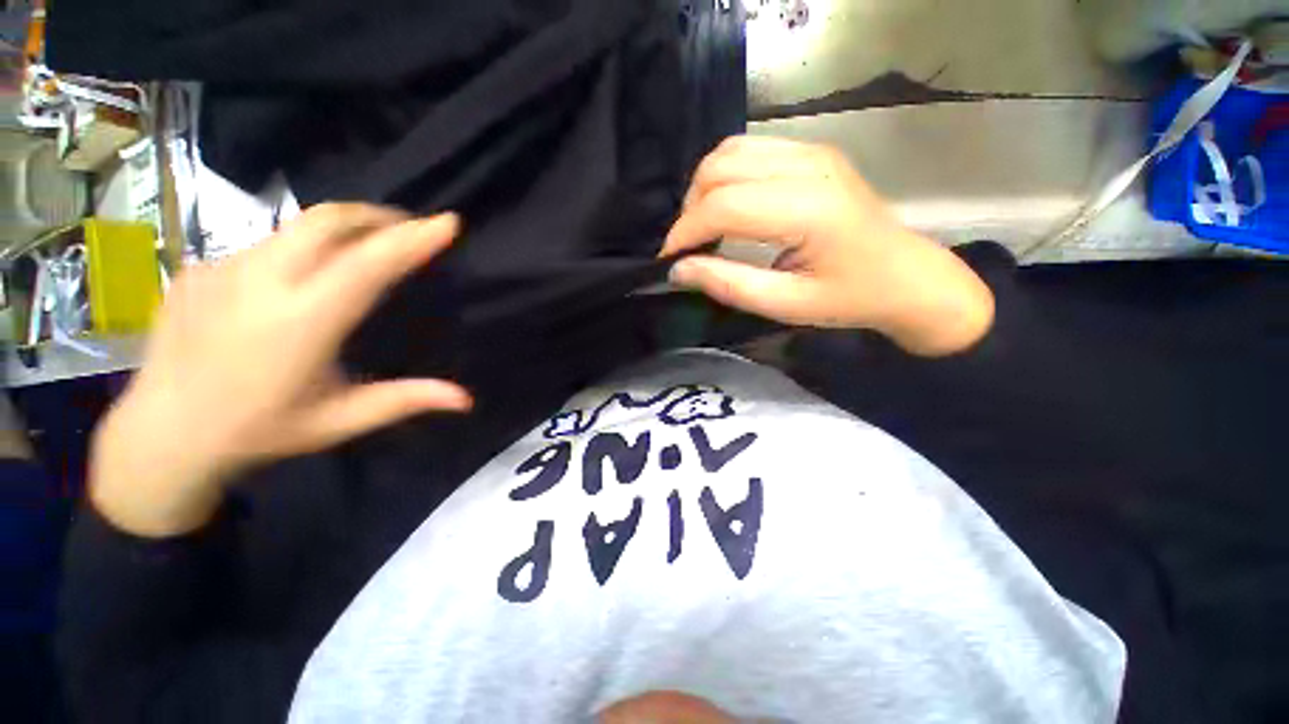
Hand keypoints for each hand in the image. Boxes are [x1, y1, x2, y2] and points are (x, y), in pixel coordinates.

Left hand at [92, 204, 472, 536]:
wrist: (161, 435)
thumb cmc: (260, 431)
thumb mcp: (340, 421)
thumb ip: (404, 401)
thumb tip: (465, 399)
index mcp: (301, 324)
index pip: (367, 265)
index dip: (411, 240)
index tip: (447, 222)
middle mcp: (259, 284)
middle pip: (327, 221)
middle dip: (378, 216)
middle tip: (409, 226)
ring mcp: (221, 269)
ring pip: (295, 228)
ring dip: (342, 229)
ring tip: (366, 246)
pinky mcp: (200, 269)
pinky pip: (264, 247)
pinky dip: (300, 251)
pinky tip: (301, 280)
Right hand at [662, 136, 993, 355]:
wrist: (907, 277)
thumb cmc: (850, 298)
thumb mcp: (786, 304)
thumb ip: (728, 284)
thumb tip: (679, 270)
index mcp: (808, 209)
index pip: (724, 204)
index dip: (686, 231)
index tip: (669, 260)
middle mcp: (809, 166)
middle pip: (720, 168)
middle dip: (690, 210)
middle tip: (688, 248)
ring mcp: (812, 151)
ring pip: (729, 151)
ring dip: (704, 189)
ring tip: (704, 228)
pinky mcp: (812, 152)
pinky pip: (749, 150)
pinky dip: (724, 178)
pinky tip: (728, 208)